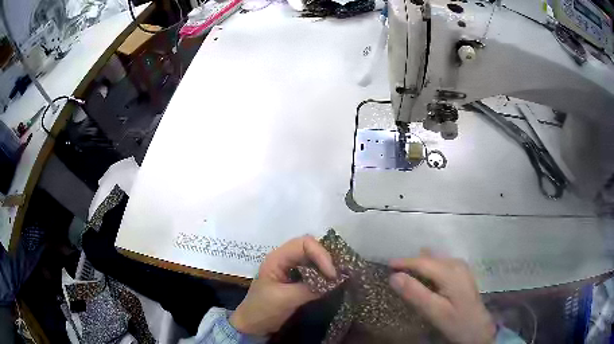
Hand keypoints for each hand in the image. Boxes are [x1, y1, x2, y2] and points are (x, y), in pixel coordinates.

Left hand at [230, 235, 335, 335]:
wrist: (252, 324)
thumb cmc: (262, 309)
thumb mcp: (285, 299)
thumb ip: (309, 289)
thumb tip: (334, 283)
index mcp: (277, 258)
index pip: (304, 244)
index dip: (321, 254)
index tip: (331, 274)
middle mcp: (285, 259)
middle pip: (310, 248)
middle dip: (326, 259)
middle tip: (336, 276)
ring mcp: (291, 269)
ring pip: (313, 258)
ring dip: (326, 266)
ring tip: (336, 279)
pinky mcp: (296, 279)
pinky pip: (313, 271)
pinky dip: (323, 275)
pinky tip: (330, 283)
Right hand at [388, 252, 495, 343]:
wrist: (478, 329)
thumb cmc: (456, 321)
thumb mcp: (434, 311)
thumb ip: (415, 293)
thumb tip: (394, 276)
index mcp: (450, 272)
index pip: (423, 262)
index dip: (404, 262)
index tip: (387, 264)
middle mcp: (457, 264)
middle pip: (430, 258)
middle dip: (412, 262)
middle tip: (394, 269)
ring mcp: (462, 268)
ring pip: (436, 260)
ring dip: (421, 264)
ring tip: (406, 270)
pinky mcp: (462, 274)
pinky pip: (442, 264)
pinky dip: (430, 268)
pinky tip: (425, 275)